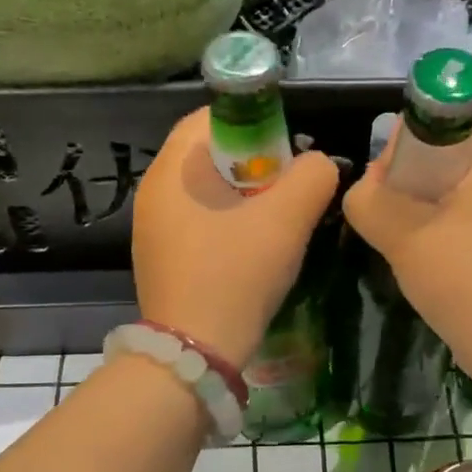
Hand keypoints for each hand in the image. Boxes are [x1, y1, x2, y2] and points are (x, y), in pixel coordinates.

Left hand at [132, 108, 339, 367]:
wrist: (195, 354)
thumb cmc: (236, 274)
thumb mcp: (287, 220)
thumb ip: (313, 176)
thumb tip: (318, 164)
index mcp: (172, 171)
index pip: (210, 118)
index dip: (255, 124)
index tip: (287, 152)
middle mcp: (154, 193)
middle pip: (210, 155)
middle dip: (256, 163)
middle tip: (289, 189)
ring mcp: (154, 229)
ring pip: (208, 192)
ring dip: (246, 197)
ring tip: (278, 221)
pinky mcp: (162, 258)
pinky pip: (200, 222)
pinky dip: (230, 223)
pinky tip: (253, 249)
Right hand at [343, 109, 471, 364]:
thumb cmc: (468, 281)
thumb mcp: (403, 236)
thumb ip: (369, 201)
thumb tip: (364, 189)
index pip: (458, 113)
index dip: (416, 131)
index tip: (389, 169)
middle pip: (458, 150)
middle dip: (415, 172)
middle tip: (386, 204)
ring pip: (463, 187)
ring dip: (426, 203)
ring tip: (401, 233)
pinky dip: (446, 226)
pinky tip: (427, 256)